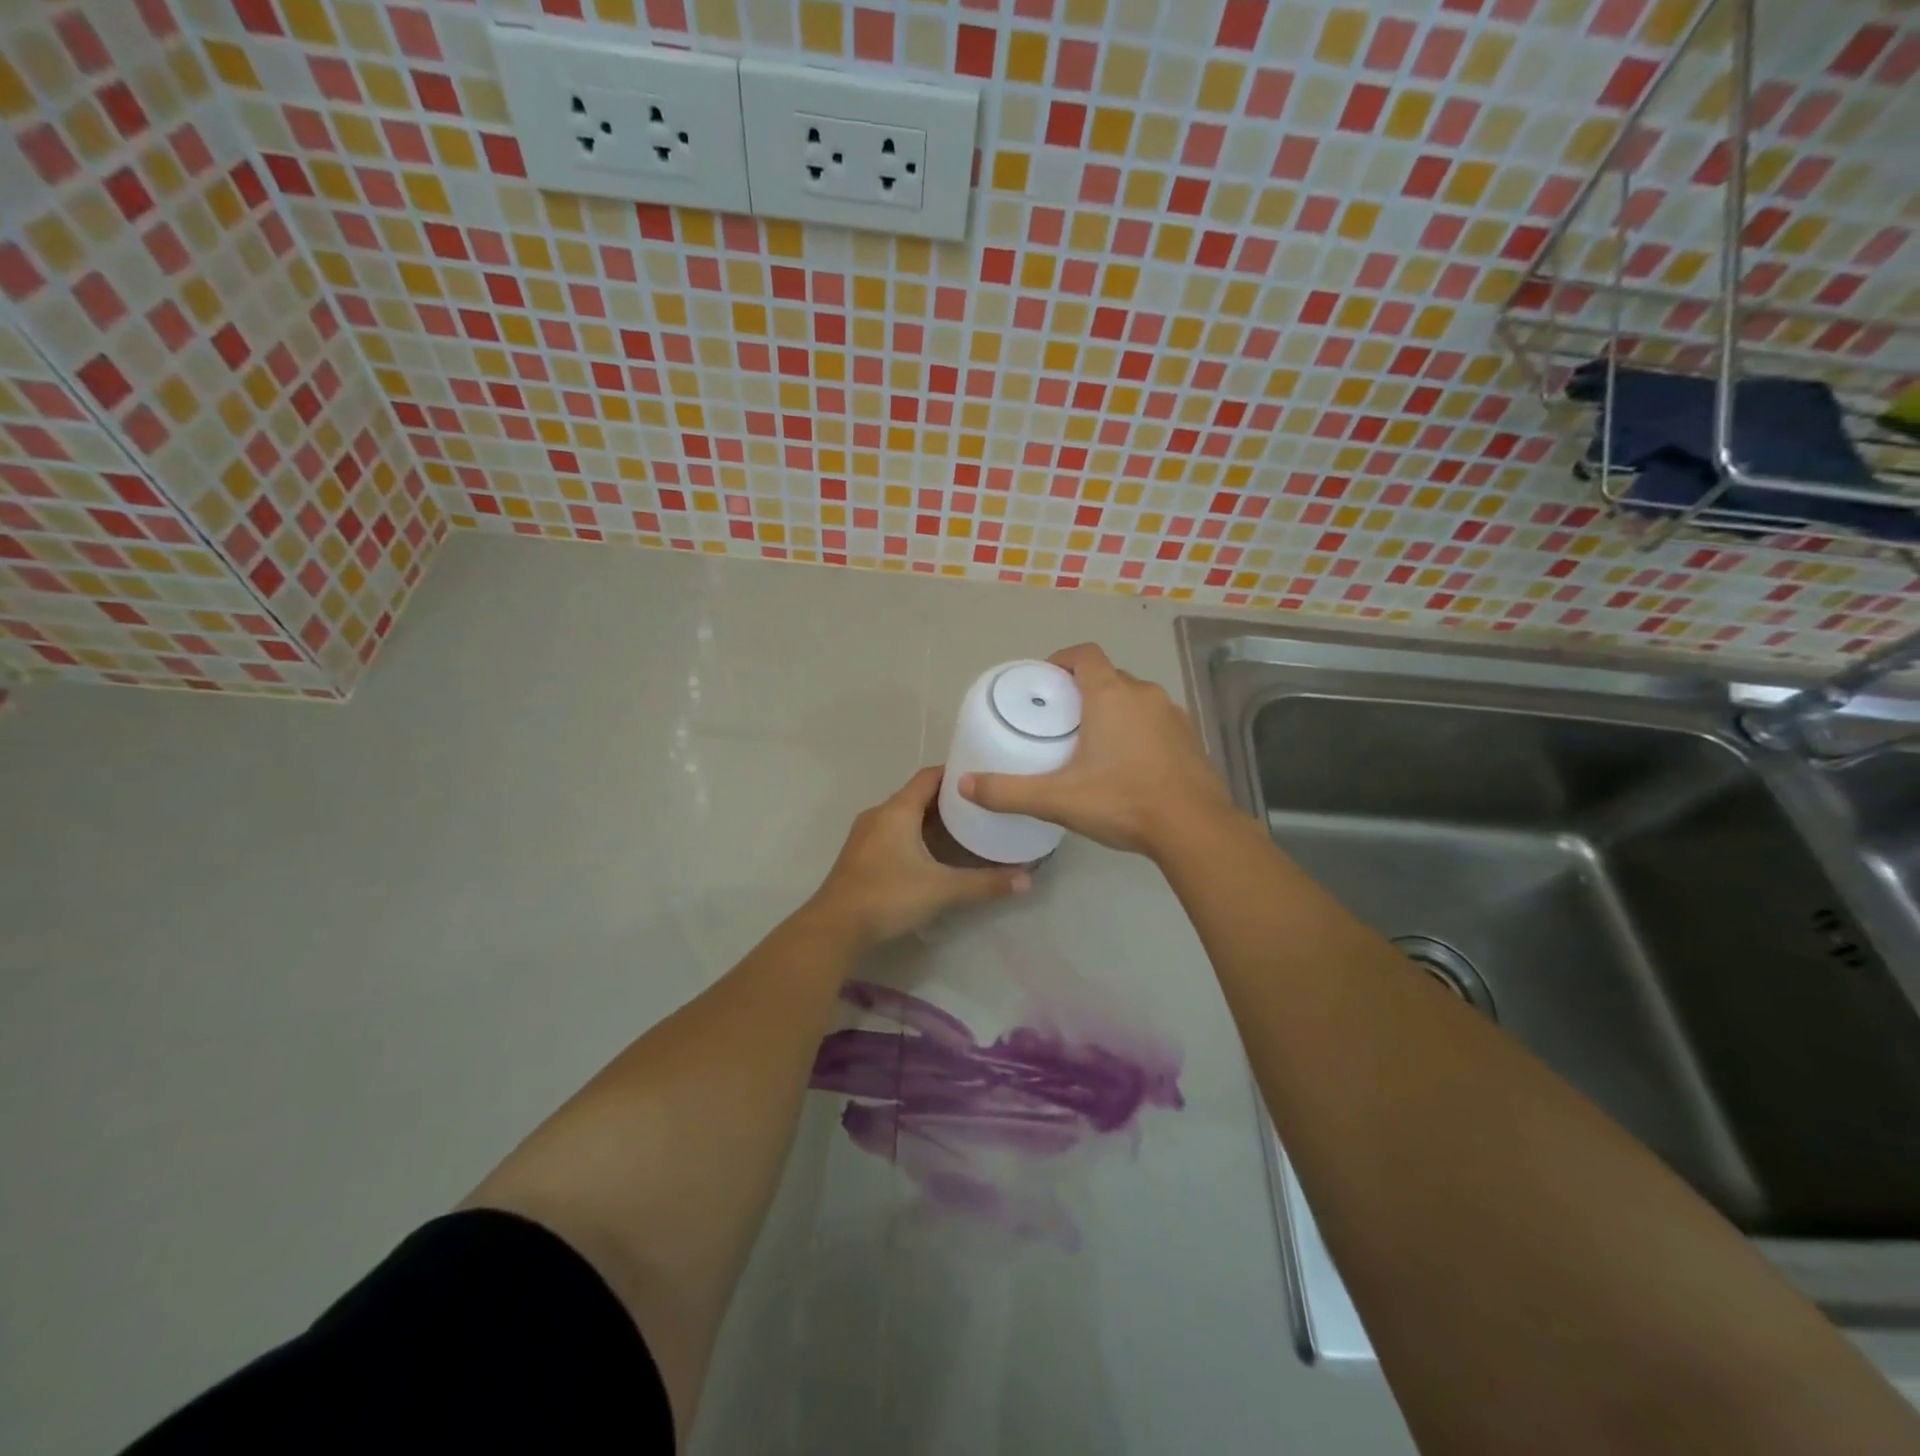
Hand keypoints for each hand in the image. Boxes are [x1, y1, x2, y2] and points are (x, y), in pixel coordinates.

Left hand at [808, 766, 1030, 948]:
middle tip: (983, 805)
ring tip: (966, 827)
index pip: (929, 776)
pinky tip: (935, 853)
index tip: (983, 776)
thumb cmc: (888, 896)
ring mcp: (866, 835)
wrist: (835, 927)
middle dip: (949, 799)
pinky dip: (916, 835)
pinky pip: (894, 833)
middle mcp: (880, 815)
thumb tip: (1027, 879)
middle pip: (918, 796)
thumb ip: (985, 883)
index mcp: (897, 810)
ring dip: (932, 820)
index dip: (956, 773)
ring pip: (905, 816)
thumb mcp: (942, 889)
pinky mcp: (861, 855)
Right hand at [959, 643, 1232, 859]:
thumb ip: (1008, 792)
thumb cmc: (1122, 802)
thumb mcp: (1057, 799)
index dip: (1062, 659)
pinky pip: (1156, 721)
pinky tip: (1128, 764)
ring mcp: (1173, 715)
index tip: (1045, 680)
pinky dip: (1138, 730)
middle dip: (1084, 690)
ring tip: (1092, 741)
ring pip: (1135, 699)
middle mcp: (1144, 694)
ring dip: (1113, 710)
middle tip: (1061, 719)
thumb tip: (964, 785)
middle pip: (1108, 676)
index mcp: (1111, 695)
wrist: (1195, 829)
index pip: (1085, 654)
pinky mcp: (1191, 738)